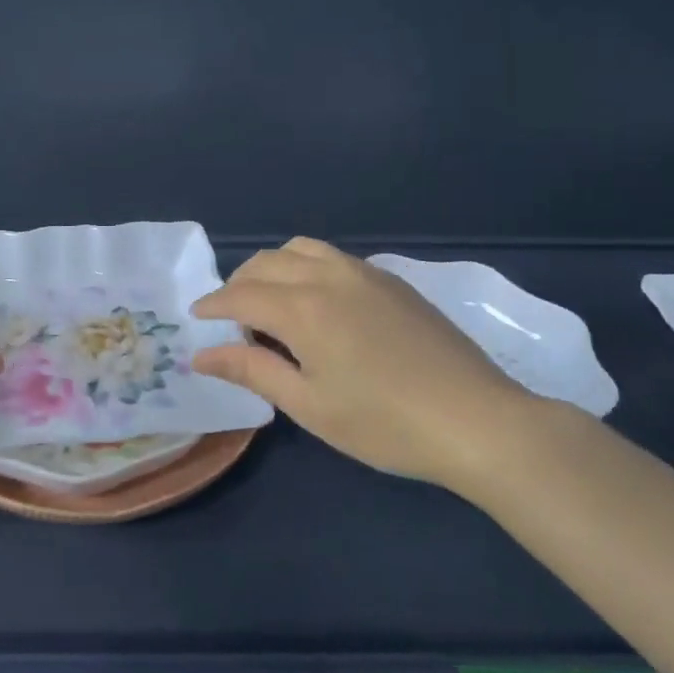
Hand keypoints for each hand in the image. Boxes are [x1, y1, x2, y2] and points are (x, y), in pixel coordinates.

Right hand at [191, 238, 551, 495]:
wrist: (477, 420)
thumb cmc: (384, 423)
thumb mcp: (310, 405)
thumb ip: (252, 371)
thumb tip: (201, 355)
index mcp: (303, 308)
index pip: (241, 295)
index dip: (213, 305)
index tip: (197, 318)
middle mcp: (329, 277)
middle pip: (267, 263)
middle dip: (238, 284)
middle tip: (232, 319)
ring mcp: (364, 273)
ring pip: (301, 249)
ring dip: (273, 268)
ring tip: (271, 303)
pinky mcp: (391, 280)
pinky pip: (332, 257)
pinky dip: (307, 267)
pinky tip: (317, 302)